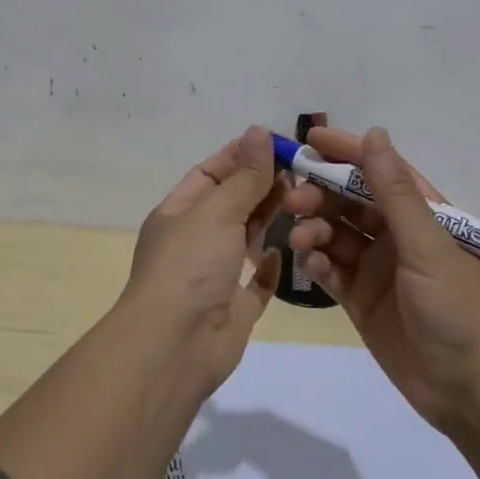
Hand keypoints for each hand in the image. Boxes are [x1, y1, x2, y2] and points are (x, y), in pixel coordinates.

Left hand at [118, 125, 285, 385]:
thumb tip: (259, 131)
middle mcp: (194, 241)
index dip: (241, 155)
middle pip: (231, 203)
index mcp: (178, 213)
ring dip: (269, 218)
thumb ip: (244, 176)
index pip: (210, 173)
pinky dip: (269, 267)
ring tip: (304, 197)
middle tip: (302, 169)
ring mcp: (213, 276)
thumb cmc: (189, 267)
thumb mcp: (216, 211)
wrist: (175, 347)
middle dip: (261, 184)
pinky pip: (255, 283)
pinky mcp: (234, 308)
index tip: (278, 142)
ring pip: (245, 238)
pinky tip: (287, 251)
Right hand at [284, 127, 479, 433]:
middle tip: (293, 198)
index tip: (309, 139)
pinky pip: (331, 271)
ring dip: (315, 229)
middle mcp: (398, 235)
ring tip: (300, 238)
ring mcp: (378, 268)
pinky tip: (310, 265)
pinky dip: (317, 263)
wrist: (470, 391)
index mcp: (424, 214)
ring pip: (336, 234)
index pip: (380, 171)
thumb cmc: (458, 307)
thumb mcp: (427, 244)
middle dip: (321, 194)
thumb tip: (375, 134)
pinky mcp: (361, 300)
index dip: (346, 152)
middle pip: (350, 201)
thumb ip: (394, 192)